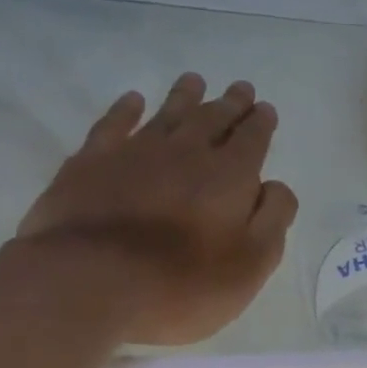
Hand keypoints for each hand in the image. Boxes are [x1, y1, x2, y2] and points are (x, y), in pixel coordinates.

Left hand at [13, 74, 297, 346]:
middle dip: (230, 104)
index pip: (252, 139)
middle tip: (241, 89)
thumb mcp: (250, 266)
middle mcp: (186, 152)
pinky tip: (132, 101)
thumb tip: (275, 186)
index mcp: (229, 177)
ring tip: (195, 81)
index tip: (265, 109)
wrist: (91, 284)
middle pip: (212, 119)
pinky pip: (114, 124)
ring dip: (184, 96)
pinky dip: (126, 109)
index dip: (261, 124)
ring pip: (167, 114)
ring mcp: (135, 152)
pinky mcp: (91, 162)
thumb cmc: (183, 286)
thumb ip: (271, 221)